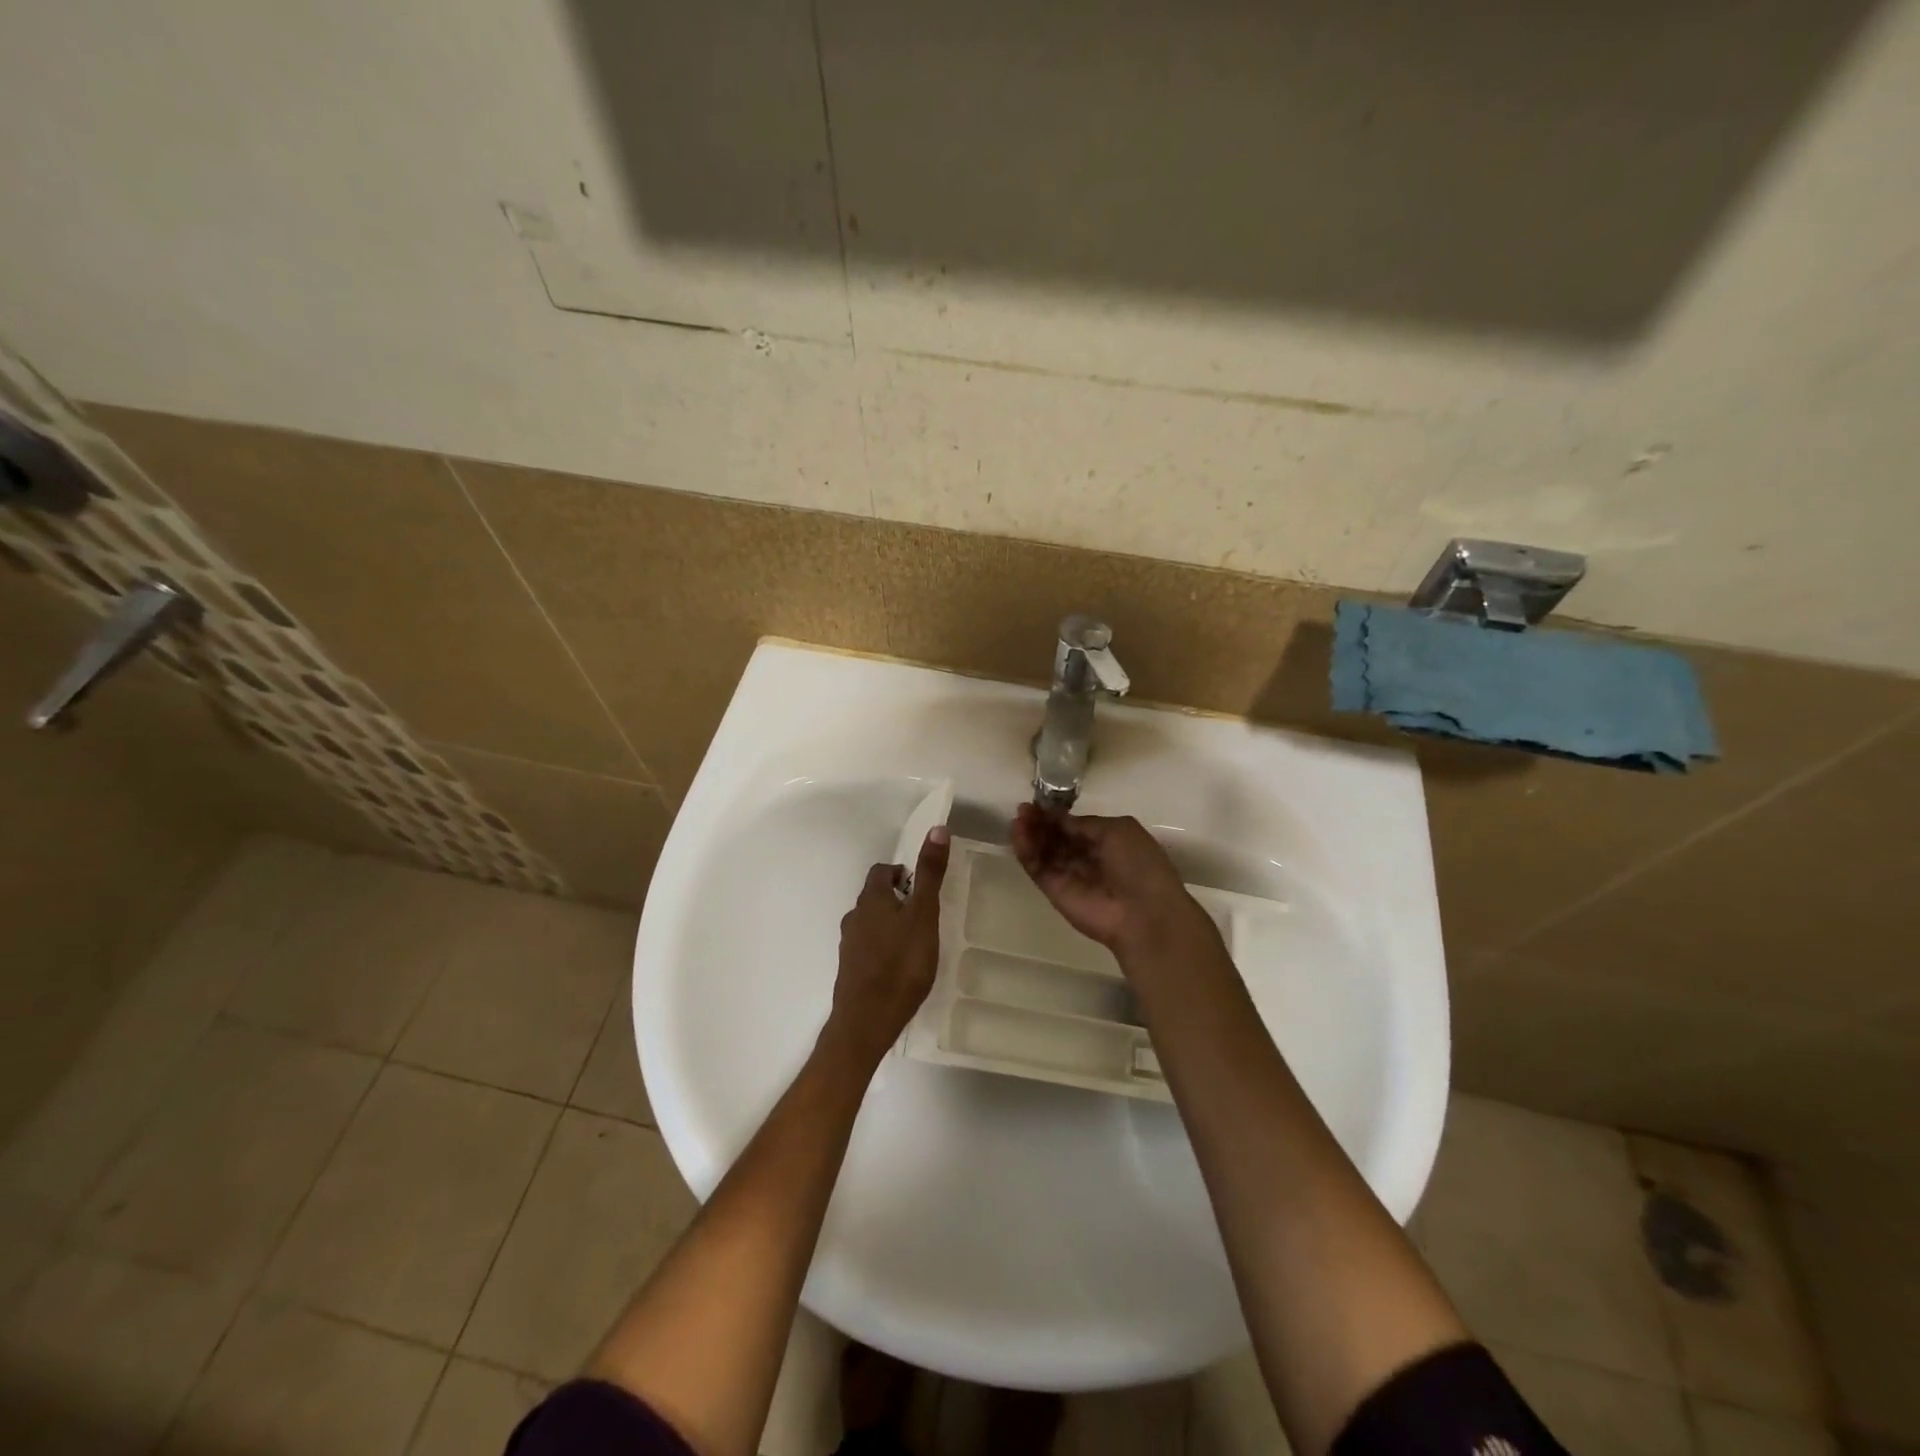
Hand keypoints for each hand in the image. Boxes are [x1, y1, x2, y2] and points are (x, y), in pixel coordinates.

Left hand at [825, 827, 950, 1066]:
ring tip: (913, 939)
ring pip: (869, 923)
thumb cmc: (901, 963)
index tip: (919, 883)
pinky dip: (881, 947)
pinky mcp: (850, 971)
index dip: (899, 872)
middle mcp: (854, 917)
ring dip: (888, 923)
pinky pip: (866, 948)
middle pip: (873, 897)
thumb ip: (930, 874)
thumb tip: (937, 828)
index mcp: (871, 899)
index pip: (880, 871)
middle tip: (922, 911)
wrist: (867, 1020)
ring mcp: (848, 946)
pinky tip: (898, 965)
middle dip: (895, 898)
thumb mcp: (924, 915)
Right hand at [1011, 804, 1209, 956]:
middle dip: (1040, 822)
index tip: (1038, 803)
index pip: (1074, 825)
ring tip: (1018, 821)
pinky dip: (1026, 851)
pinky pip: (1037, 868)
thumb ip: (1083, 823)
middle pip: (1056, 837)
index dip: (1056, 815)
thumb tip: (1058, 818)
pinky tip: (1018, 835)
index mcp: (1107, 841)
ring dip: (1029, 834)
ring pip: (1043, 851)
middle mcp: (1087, 857)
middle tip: (1023, 810)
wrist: (1143, 914)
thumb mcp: (1117, 830)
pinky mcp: (1054, 891)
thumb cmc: (1138, 865)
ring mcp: (1069, 875)